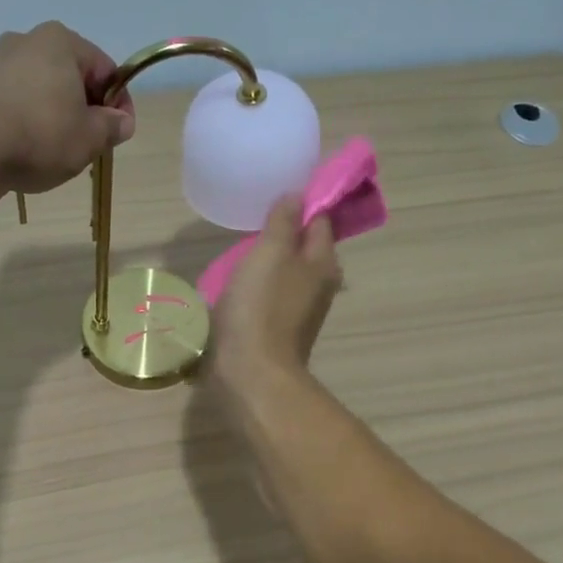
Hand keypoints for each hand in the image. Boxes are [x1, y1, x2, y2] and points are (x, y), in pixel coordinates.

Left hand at [0, 21, 134, 194]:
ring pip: (43, 88)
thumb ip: (112, 127)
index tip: (119, 132)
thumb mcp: (90, 137)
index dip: (119, 103)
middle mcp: (28, 39)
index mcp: (62, 41)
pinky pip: (17, 100)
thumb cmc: (41, 135)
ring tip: (58, 149)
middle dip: (86, 108)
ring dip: (57, 114)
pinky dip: (29, 119)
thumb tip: (122, 122)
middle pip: (72, 76)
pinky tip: (29, 147)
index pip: (105, 70)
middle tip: (90, 143)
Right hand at [209, 196, 341, 400]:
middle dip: (284, 231)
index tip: (278, 190)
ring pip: (287, 272)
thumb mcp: (270, 253)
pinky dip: (259, 284)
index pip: (320, 219)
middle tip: (254, 217)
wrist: (250, 372)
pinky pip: (271, 295)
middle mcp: (320, 285)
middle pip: (304, 247)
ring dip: (269, 260)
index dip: (303, 202)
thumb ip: (283, 221)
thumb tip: (297, 195)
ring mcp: (299, 310)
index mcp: (324, 262)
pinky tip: (238, 282)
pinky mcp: (278, 328)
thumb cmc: (261, 306)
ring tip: (241, 246)